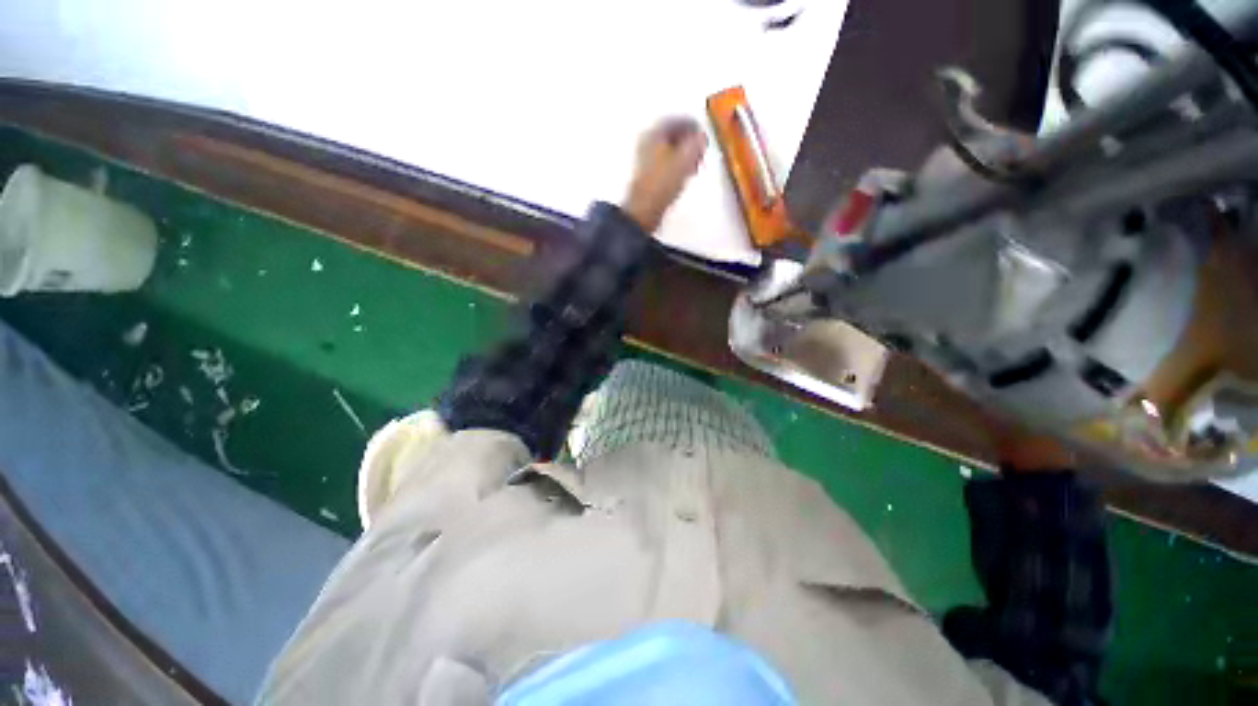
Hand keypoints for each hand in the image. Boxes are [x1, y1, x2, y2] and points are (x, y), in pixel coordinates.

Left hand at [621, 117, 707, 232]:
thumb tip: (702, 137)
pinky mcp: (646, 176)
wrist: (644, 209)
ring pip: (668, 150)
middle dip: (688, 140)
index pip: (676, 120)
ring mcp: (645, 159)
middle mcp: (646, 142)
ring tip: (695, 163)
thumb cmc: (664, 181)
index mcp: (654, 133)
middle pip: (671, 134)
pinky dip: (676, 165)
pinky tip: (683, 175)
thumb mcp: (685, 159)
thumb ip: (696, 144)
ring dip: (683, 154)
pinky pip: (665, 163)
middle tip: (701, 148)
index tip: (704, 133)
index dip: (693, 125)